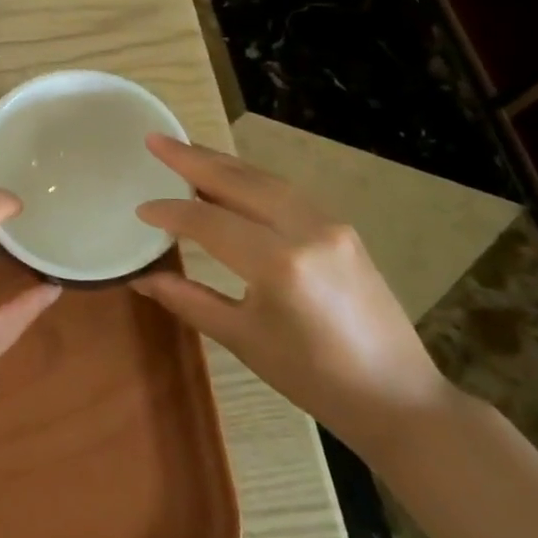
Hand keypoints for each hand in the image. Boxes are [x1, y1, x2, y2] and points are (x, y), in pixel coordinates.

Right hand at [131, 135, 455, 459]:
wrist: (397, 397)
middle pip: (238, 182)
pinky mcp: (342, 227)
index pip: (208, 221)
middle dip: (192, 158)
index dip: (170, 212)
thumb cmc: (314, 379)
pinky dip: (251, 179)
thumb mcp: (244, 340)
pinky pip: (286, 191)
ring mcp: (329, 223)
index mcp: (278, 263)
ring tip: (185, 151)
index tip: (140, 208)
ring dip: (222, 163)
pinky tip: (231, 179)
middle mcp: (305, 229)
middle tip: (155, 140)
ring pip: (264, 179)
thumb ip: (189, 300)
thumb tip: (142, 280)